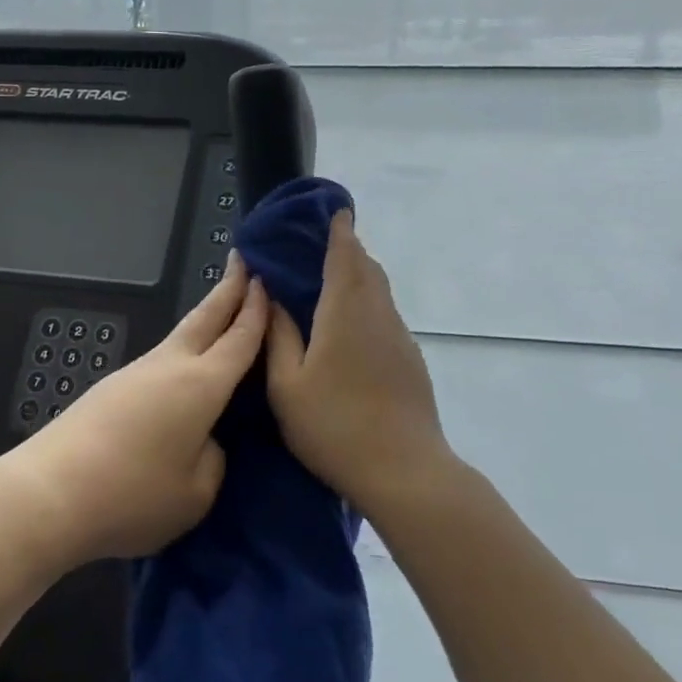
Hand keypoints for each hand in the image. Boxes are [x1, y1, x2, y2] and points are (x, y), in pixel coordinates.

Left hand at [0, 257, 267, 568]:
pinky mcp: (110, 389)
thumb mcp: (195, 494)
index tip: (265, 279)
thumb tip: (202, 439)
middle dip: (228, 288)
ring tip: (220, 313)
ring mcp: (135, 374)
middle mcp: (169, 367)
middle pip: (205, 318)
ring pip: (180, 337)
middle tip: (242, 260)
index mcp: (201, 385)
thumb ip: (212, 460)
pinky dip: (181, 350)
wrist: (49, 494)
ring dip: (204, 319)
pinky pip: (159, 361)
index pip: (239, 338)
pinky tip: (182, 370)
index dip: (256, 310)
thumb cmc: (132, 495)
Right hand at [265, 208, 456, 524]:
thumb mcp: (287, 384)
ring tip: (330, 283)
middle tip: (320, 247)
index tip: (333, 211)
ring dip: (358, 277)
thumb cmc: (335, 425)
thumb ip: (278, 335)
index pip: (345, 255)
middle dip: (348, 250)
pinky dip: (367, 304)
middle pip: (367, 268)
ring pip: (379, 292)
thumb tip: (271, 296)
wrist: (404, 470)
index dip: (339, 230)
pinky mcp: (410, 359)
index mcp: (345, 311)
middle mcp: (378, 314)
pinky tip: (348, 328)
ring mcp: (399, 337)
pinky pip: (385, 315)